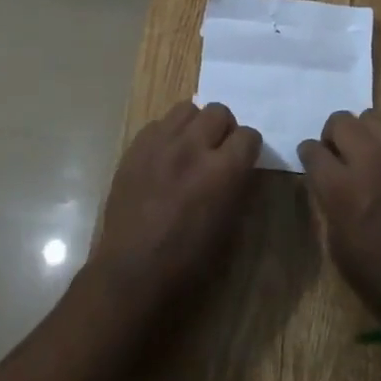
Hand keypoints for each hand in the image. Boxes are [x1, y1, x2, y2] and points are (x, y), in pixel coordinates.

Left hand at [91, 101, 261, 313]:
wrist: (131, 271)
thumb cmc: (187, 261)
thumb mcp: (228, 227)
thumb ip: (237, 186)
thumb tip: (241, 166)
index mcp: (222, 171)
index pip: (248, 135)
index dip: (249, 148)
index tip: (244, 159)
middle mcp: (192, 147)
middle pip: (218, 111)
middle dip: (224, 129)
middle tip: (218, 150)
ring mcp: (160, 143)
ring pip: (187, 109)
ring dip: (195, 125)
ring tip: (190, 148)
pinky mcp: (135, 147)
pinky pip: (158, 124)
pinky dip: (167, 135)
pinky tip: (164, 158)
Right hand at [299, 110, 380, 316]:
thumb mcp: (341, 251)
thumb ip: (331, 208)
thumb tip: (329, 188)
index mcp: (342, 188)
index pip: (312, 150)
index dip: (308, 155)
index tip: (311, 162)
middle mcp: (370, 161)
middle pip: (340, 121)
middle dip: (332, 135)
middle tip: (337, 155)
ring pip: (372, 117)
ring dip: (362, 132)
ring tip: (366, 154)